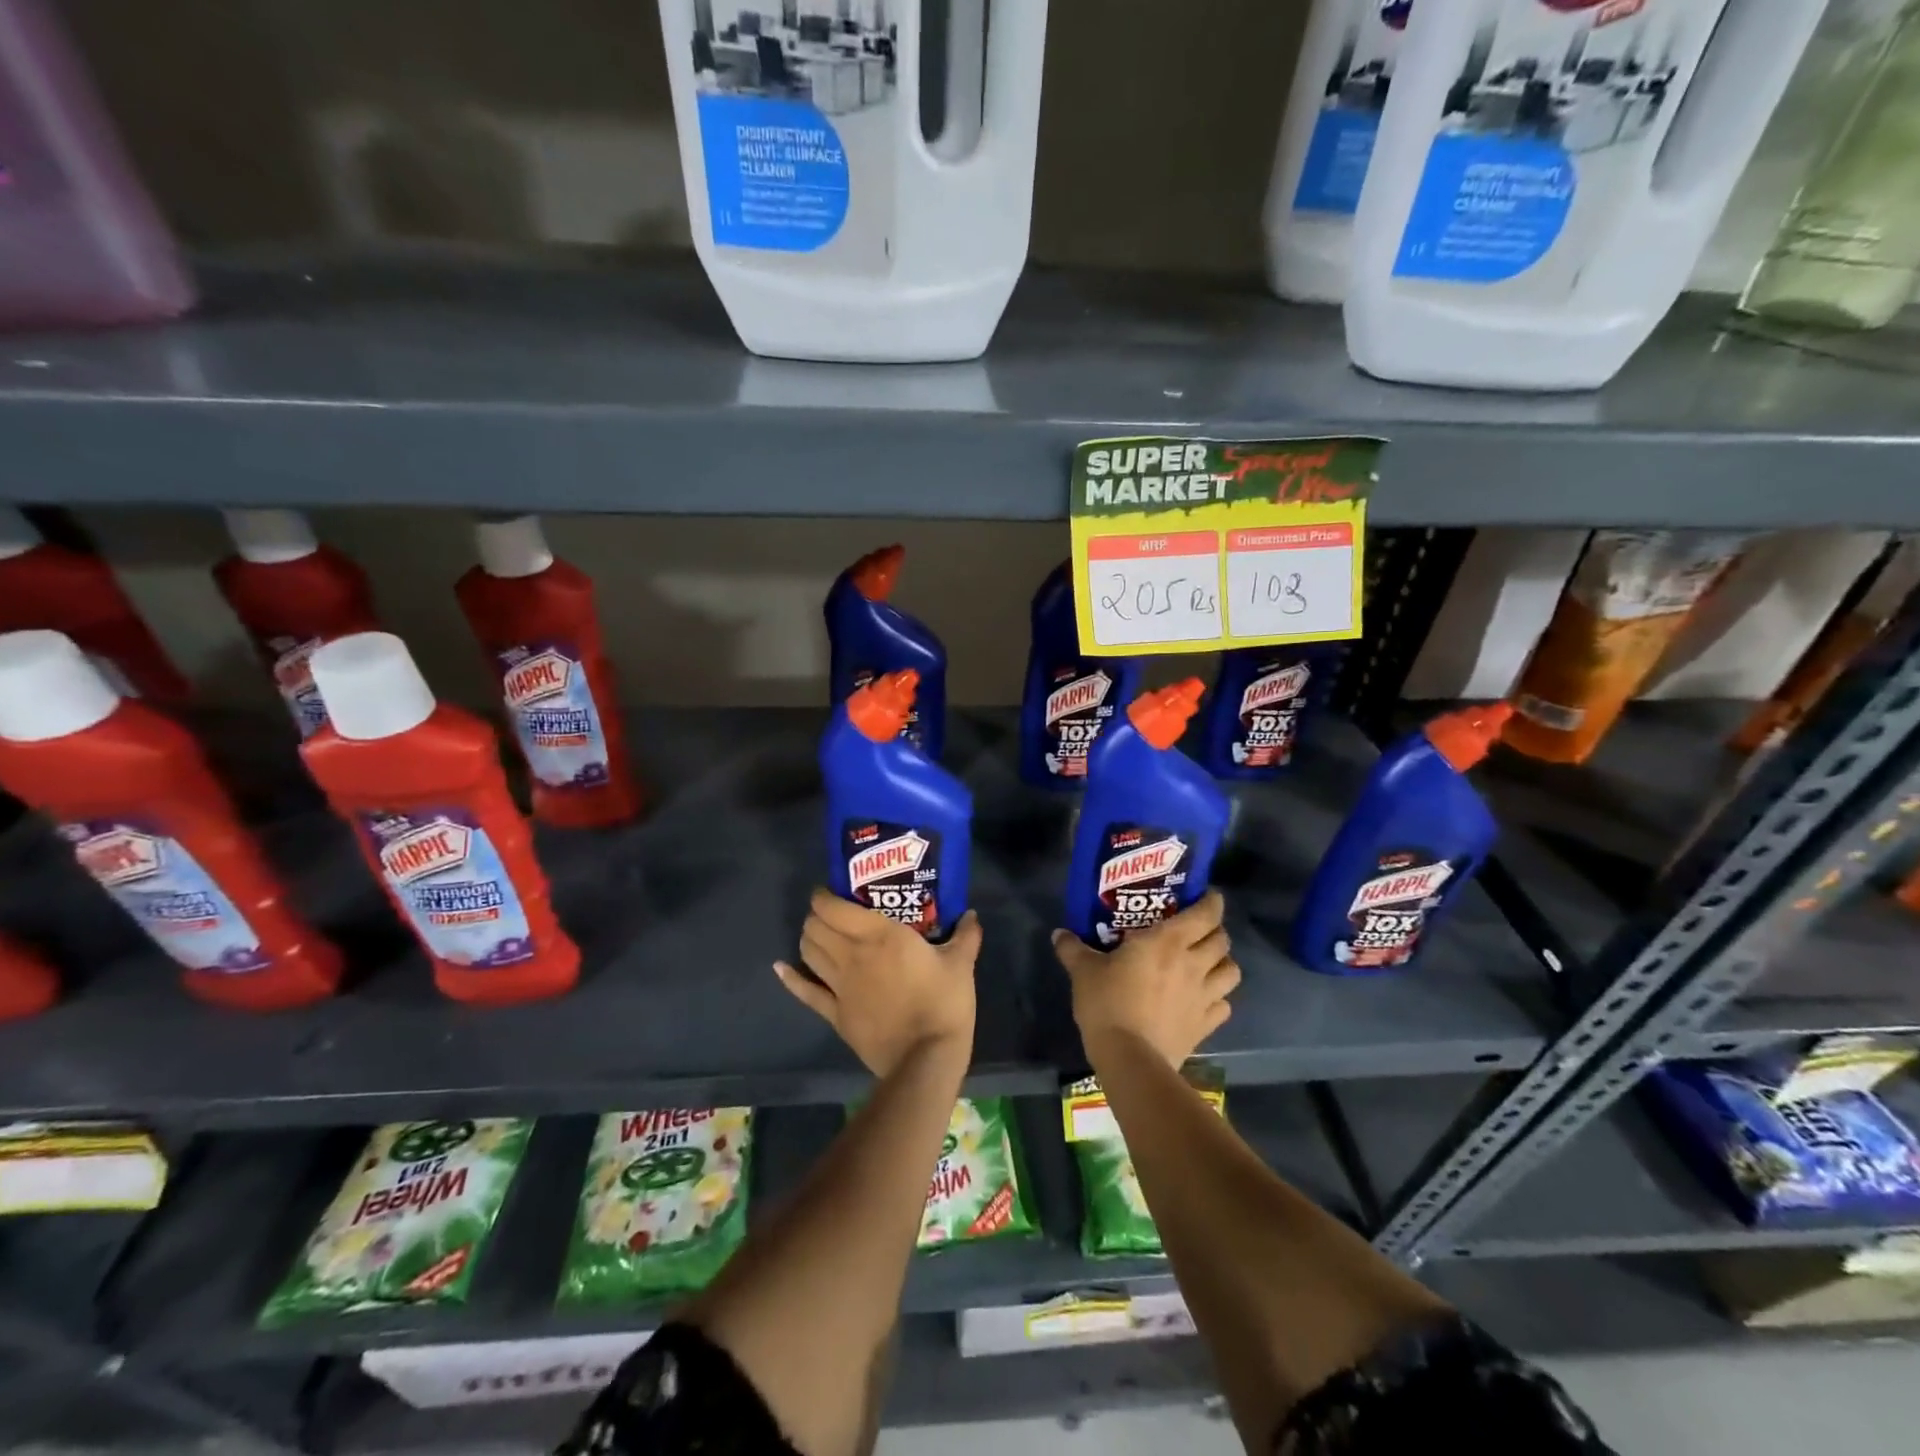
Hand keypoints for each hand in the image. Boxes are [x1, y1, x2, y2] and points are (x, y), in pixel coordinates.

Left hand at [775, 889, 980, 1077]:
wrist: (925, 1058)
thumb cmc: (944, 1003)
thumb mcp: (961, 964)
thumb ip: (965, 935)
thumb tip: (972, 913)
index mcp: (879, 934)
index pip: (834, 907)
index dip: (824, 896)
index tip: (829, 890)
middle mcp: (852, 954)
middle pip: (816, 927)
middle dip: (817, 915)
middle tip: (829, 913)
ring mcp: (839, 986)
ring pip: (808, 952)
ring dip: (807, 938)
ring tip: (816, 933)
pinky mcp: (835, 1014)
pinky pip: (805, 993)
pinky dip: (790, 978)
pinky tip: (780, 969)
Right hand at [1052, 890, 1239, 1069]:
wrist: (1130, 1058)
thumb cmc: (1108, 1003)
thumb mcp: (1083, 971)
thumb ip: (1073, 949)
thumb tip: (1059, 933)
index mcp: (1168, 941)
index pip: (1206, 913)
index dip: (1212, 902)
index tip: (1206, 897)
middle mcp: (1193, 963)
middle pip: (1223, 940)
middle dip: (1215, 931)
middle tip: (1198, 931)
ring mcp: (1204, 996)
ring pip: (1232, 972)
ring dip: (1222, 964)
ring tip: (1207, 964)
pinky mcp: (1206, 1026)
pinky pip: (1223, 1006)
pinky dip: (1218, 999)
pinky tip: (1203, 1000)